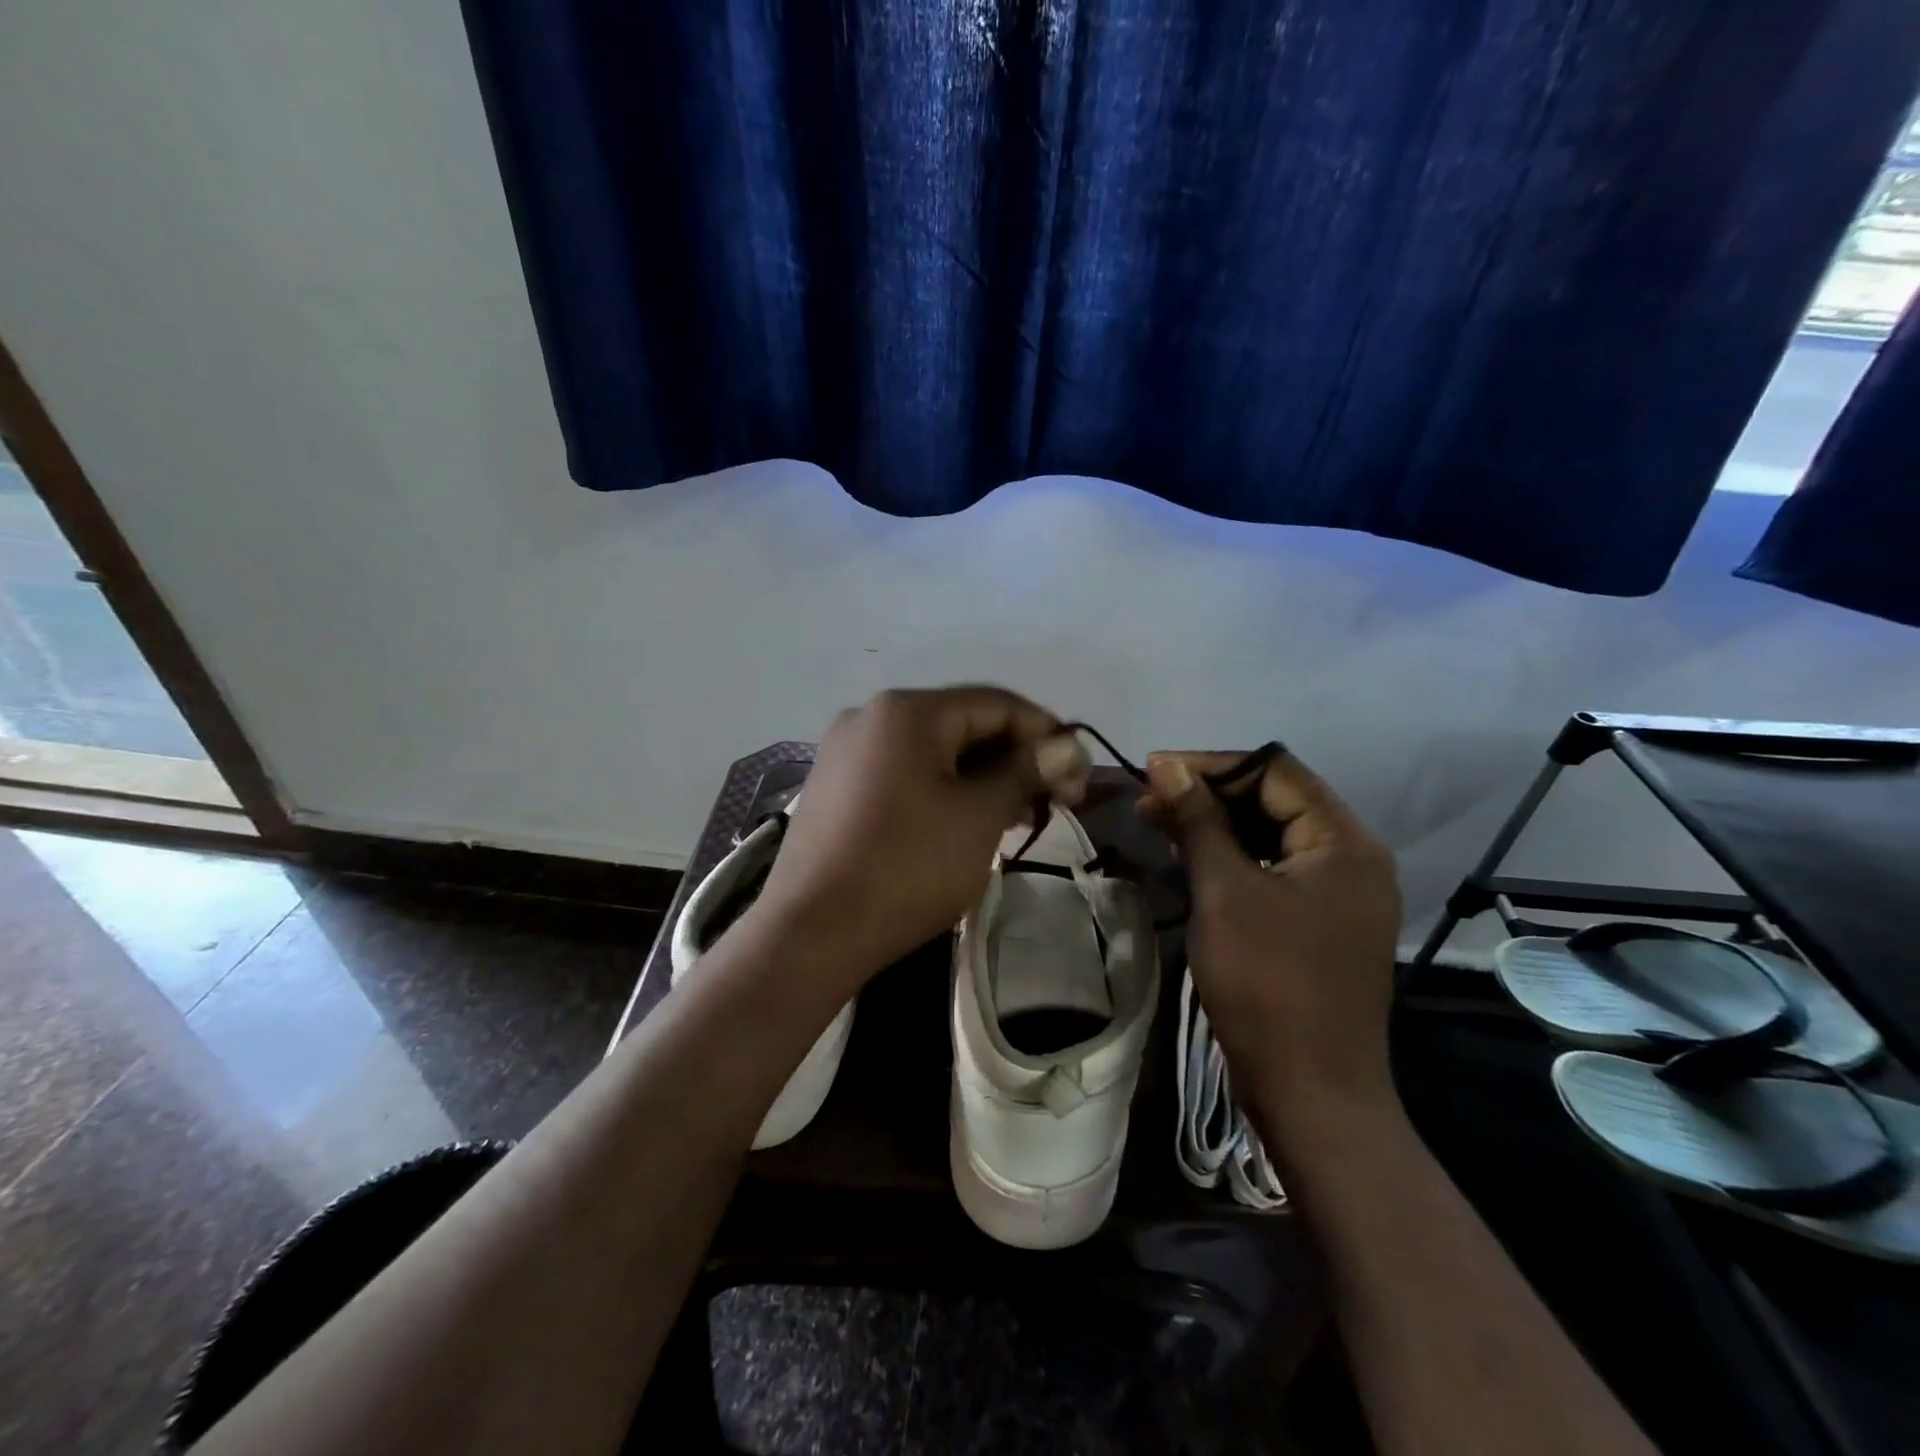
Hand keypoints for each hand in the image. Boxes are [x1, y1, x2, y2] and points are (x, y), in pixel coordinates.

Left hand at [753, 687, 1085, 985]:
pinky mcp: (835, 787)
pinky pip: (904, 774)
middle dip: (1015, 759)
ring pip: (934, 752)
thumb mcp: (978, 816)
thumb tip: (1067, 746)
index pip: (996, 703)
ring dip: (982, 778)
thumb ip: (1026, 771)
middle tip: (1053, 803)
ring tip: (1017, 818)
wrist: (810, 933)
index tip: (1078, 776)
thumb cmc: (905, 867)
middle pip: (963, 724)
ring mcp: (846, 752)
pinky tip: (966, 823)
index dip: (1046, 733)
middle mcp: (871, 716)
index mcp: (906, 710)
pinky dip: (943, 790)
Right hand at [1143, 749, 1401, 1144]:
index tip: (1155, 769)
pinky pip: (1274, 871)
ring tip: (1158, 823)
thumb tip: (1168, 764)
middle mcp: (1352, 858)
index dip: (1212, 764)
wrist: (1310, 1092)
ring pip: (1271, 837)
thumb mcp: (1225, 891)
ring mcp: (1339, 895)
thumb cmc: (1267, 983)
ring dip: (1216, 826)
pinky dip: (1232, 860)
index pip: (1276, 771)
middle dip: (1211, 794)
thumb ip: (1199, 820)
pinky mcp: (1320, 923)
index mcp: (1344, 842)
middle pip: (1276, 800)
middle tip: (1150, 800)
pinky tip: (1190, 860)